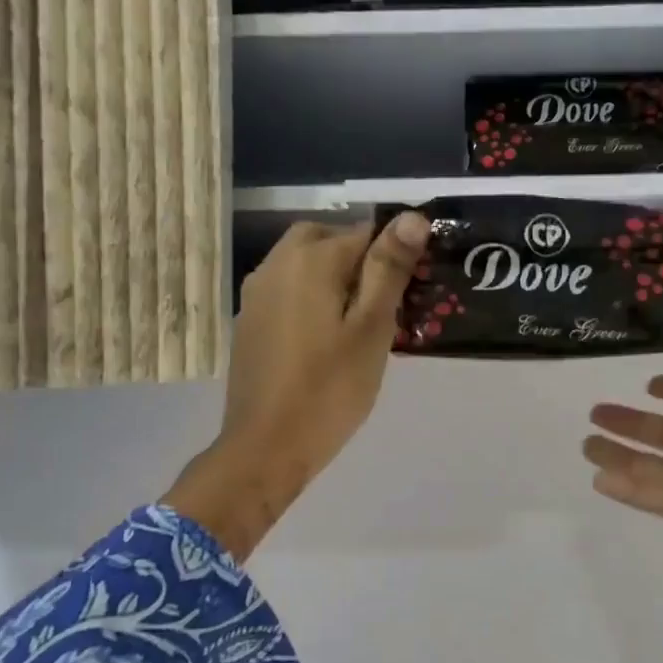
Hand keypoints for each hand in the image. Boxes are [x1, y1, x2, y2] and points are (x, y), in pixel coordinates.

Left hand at [167, 213, 430, 558]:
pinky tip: (325, 338)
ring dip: (334, 277)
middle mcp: (277, 263)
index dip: (394, 254)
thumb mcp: (372, 329)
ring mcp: (257, 292)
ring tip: (359, 322)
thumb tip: (411, 217)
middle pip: (327, 239)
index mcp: (311, 259)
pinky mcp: (250, 321)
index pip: (365, 231)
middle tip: (385, 302)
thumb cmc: (330, 388)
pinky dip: (311, 297)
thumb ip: (389, 269)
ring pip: (304, 264)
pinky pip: (288, 290)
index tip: (412, 290)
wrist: (267, 445)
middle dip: (359, 258)